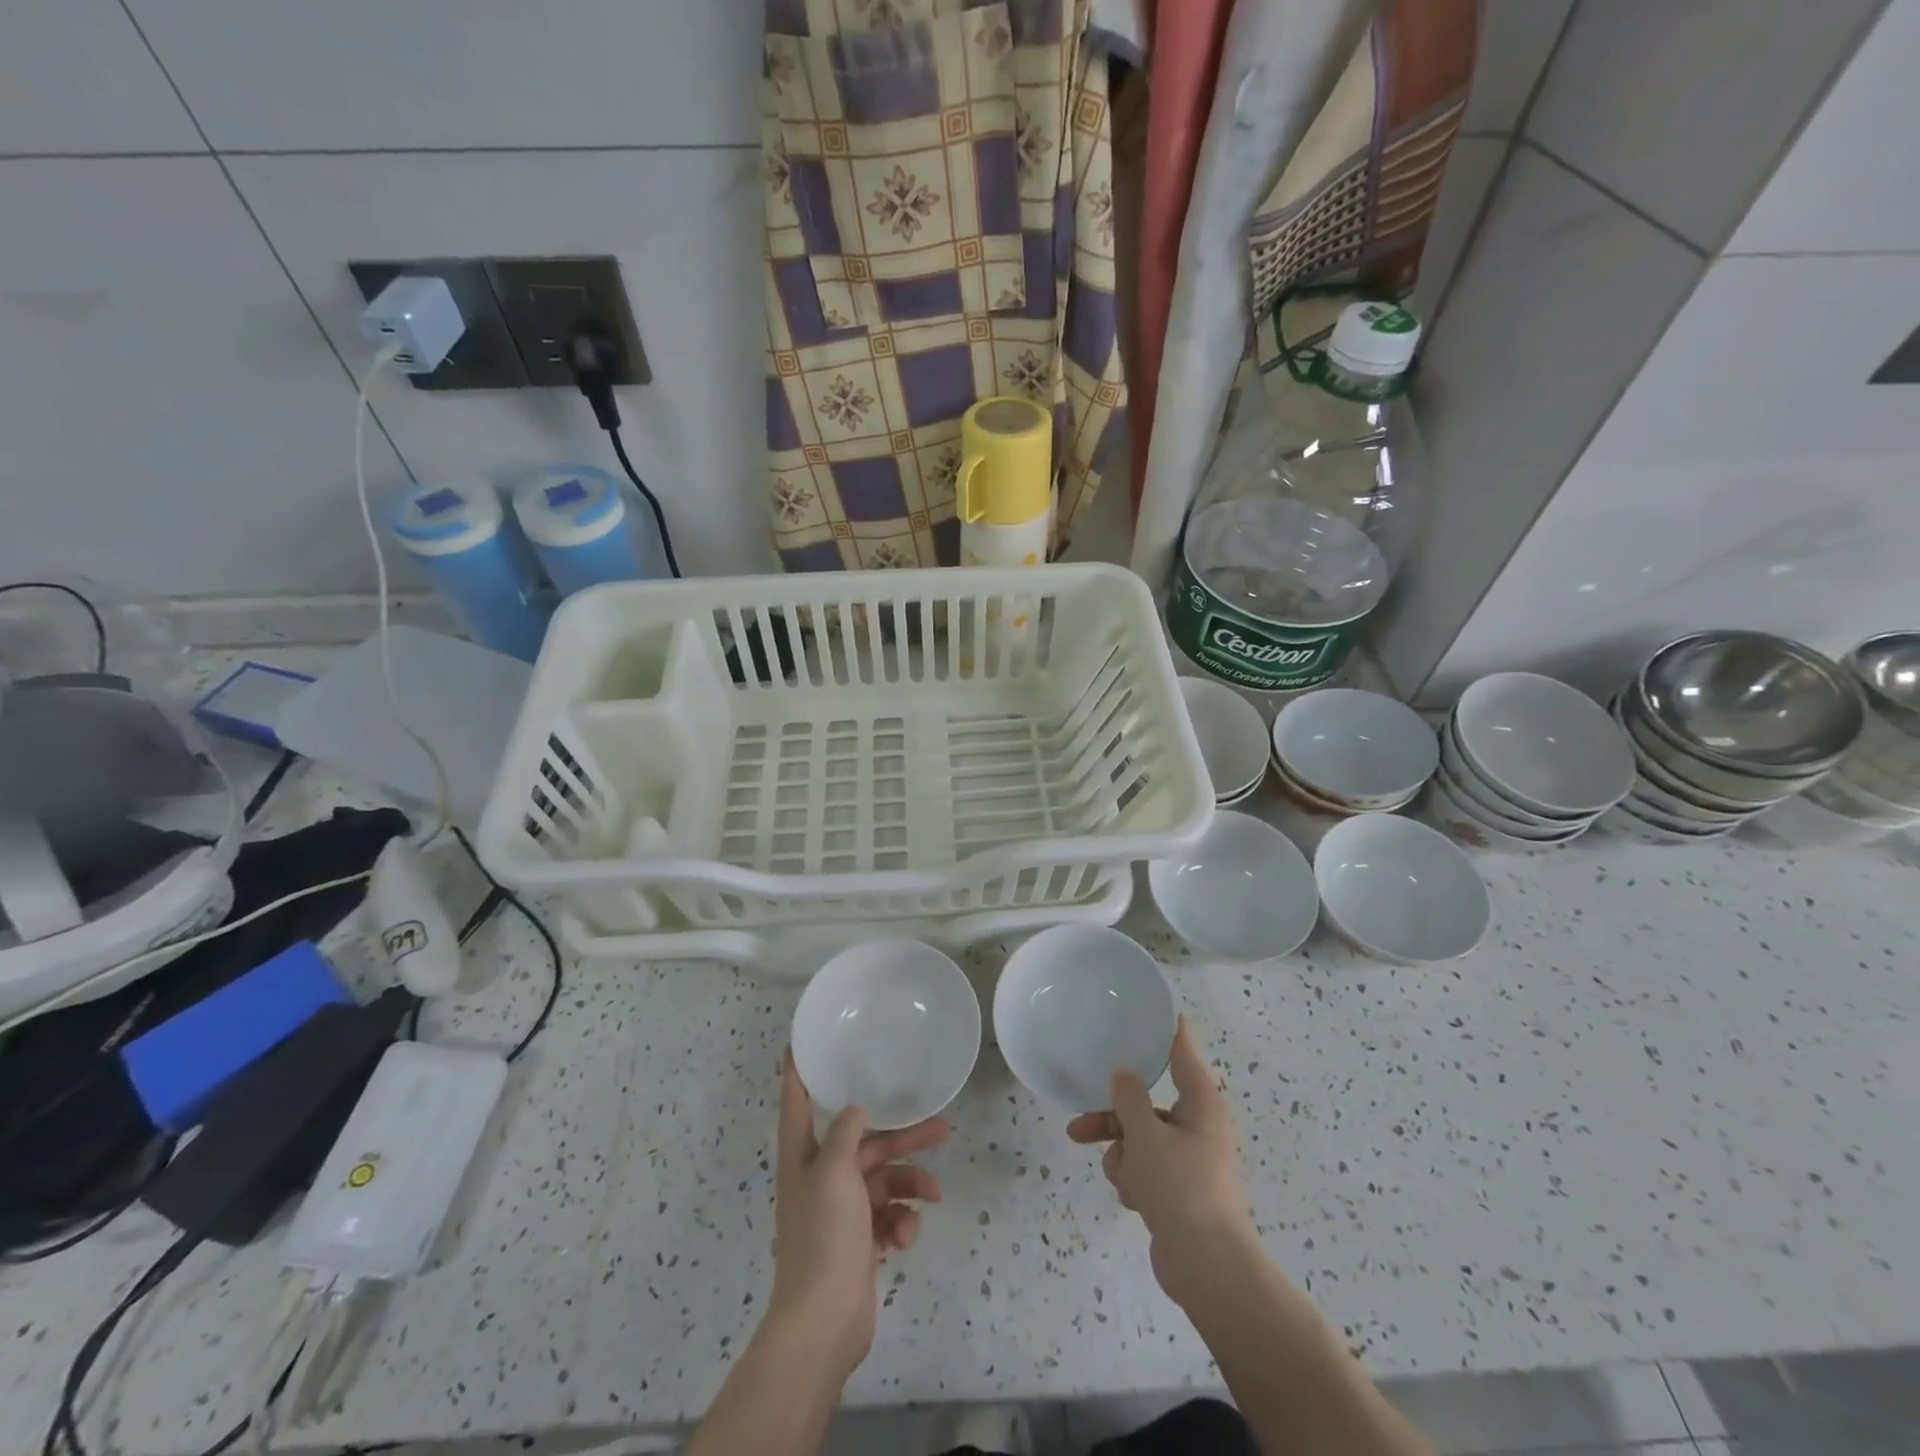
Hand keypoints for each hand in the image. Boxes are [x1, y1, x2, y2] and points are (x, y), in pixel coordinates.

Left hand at [766, 1052, 948, 1382]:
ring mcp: (840, 1212)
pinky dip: (901, 1223)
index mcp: (803, 1157)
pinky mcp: (859, 1241)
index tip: (799, 1043)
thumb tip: (857, 1108)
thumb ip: (847, 1133)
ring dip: (910, 1187)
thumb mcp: (835, 1173)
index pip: (797, 1103)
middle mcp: (820, 1178)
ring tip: (934, 1196)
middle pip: (864, 1143)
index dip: (797, 1073)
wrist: (823, 1323)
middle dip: (902, 1138)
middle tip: (941, 1127)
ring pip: (884, 1181)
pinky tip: (906, 1238)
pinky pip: (887, 1217)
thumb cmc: (824, 1237)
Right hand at [1067, 1018, 1253, 1304]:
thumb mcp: (1146, 1134)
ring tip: (1118, 1176)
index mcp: (1200, 1103)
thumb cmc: (1181, 1187)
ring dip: (1121, 1155)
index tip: (1151, 1011)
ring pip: (1138, 1140)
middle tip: (1079, 1121)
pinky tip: (1135, 1200)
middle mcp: (1196, 1126)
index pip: (1182, 1052)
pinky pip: (1143, 1171)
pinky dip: (1134, 1181)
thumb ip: (1129, 1098)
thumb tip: (1123, 1074)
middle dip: (1113, 1117)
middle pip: (1146, 1104)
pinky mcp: (1177, 1192)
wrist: (1207, 1267)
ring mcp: (1187, 1161)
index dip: (1167, 1031)